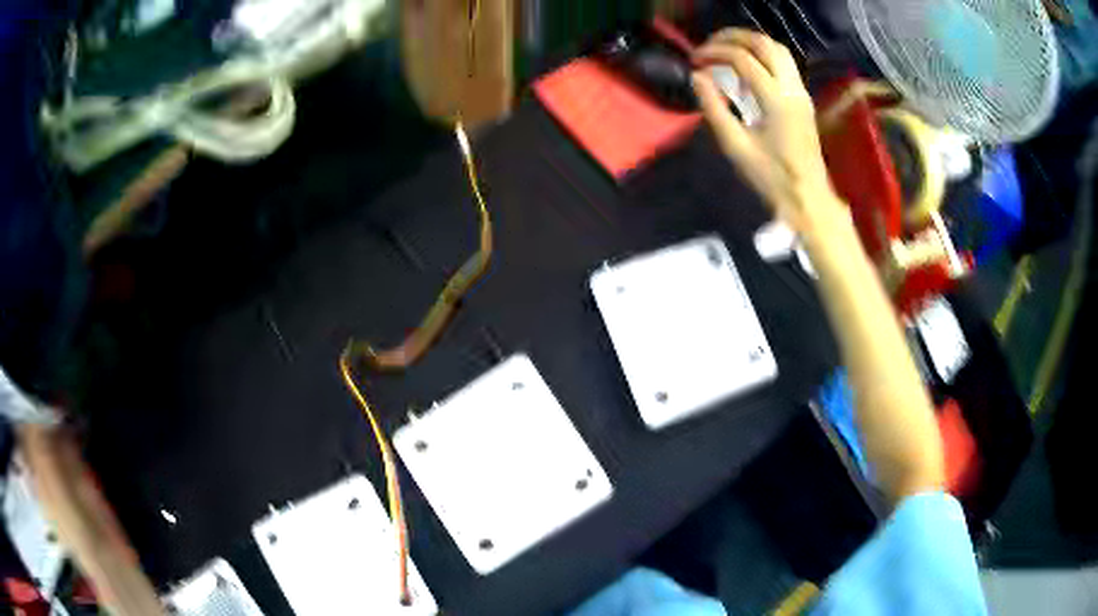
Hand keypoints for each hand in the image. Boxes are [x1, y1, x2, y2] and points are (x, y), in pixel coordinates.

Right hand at [691, 29, 842, 236]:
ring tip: (725, 49)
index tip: (695, 60)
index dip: (714, 52)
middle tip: (708, 45)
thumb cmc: (771, 178)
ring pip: (778, 49)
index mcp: (776, 100)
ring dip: (750, 42)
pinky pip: (784, 63)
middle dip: (733, 37)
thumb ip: (714, 107)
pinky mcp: (803, 99)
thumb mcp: (736, 146)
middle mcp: (792, 89)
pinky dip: (763, 55)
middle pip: (764, 44)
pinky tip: (747, 68)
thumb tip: (697, 77)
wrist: (808, 197)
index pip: (743, 59)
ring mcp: (801, 92)